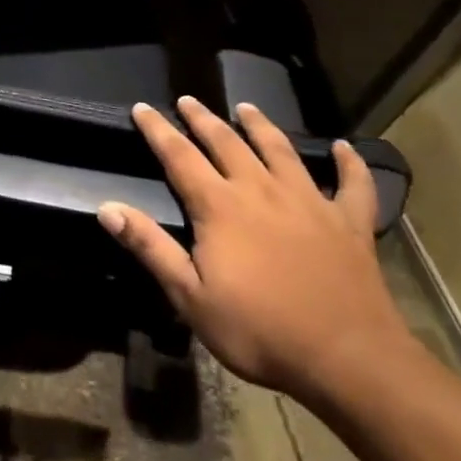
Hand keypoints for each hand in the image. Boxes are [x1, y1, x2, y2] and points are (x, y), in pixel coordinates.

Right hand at [97, 97, 413, 400]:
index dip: (158, 130)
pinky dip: (350, 164)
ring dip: (261, 126)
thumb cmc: (261, 331)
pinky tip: (346, 147)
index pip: (179, 156)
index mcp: (220, 206)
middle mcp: (261, 190)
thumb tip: (107, 208)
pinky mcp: (350, 224)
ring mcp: (309, 203)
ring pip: (281, 151)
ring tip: (247, 107)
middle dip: (203, 119)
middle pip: (227, 143)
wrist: (349, 360)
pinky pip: (353, 185)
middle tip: (189, 100)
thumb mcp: (190, 296)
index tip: (142, 107)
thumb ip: (150, 247)